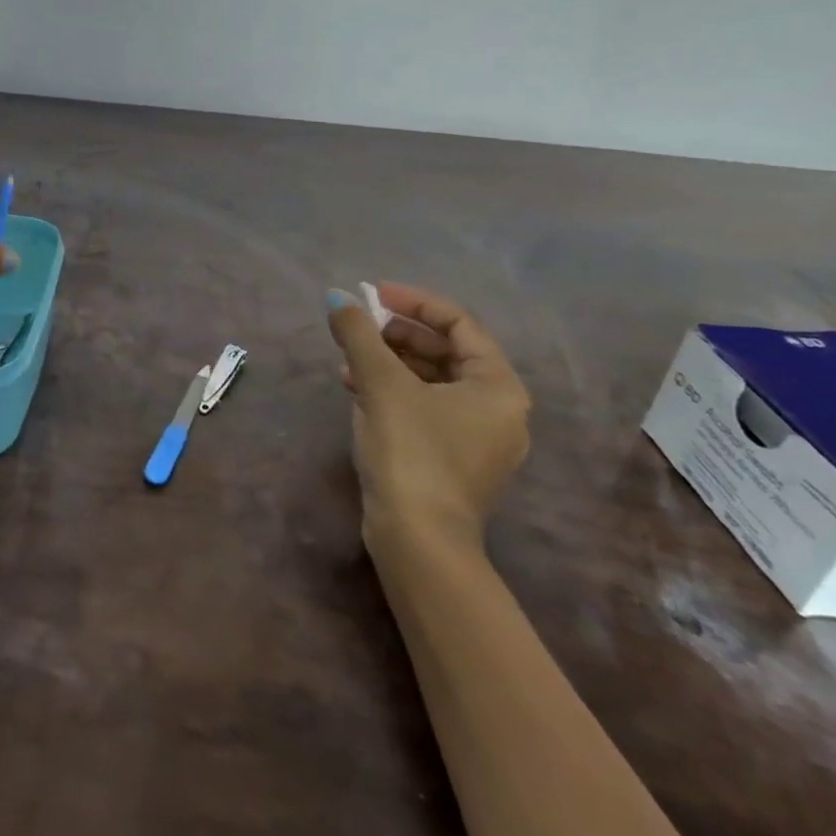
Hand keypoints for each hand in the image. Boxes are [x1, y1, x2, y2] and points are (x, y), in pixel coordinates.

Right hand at [327, 282, 529, 553]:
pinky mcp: (452, 459)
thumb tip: (337, 297)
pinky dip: (393, 390)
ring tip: (350, 357)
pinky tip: (356, 387)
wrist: (418, 541)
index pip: (459, 322)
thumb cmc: (411, 451)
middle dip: (399, 332)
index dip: (414, 301)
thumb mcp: (381, 383)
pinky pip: (425, 406)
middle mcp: (499, 409)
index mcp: (498, 386)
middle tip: (361, 325)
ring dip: (390, 360)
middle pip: (446, 350)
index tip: (373, 294)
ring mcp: (477, 438)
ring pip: (432, 380)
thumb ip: (359, 333)